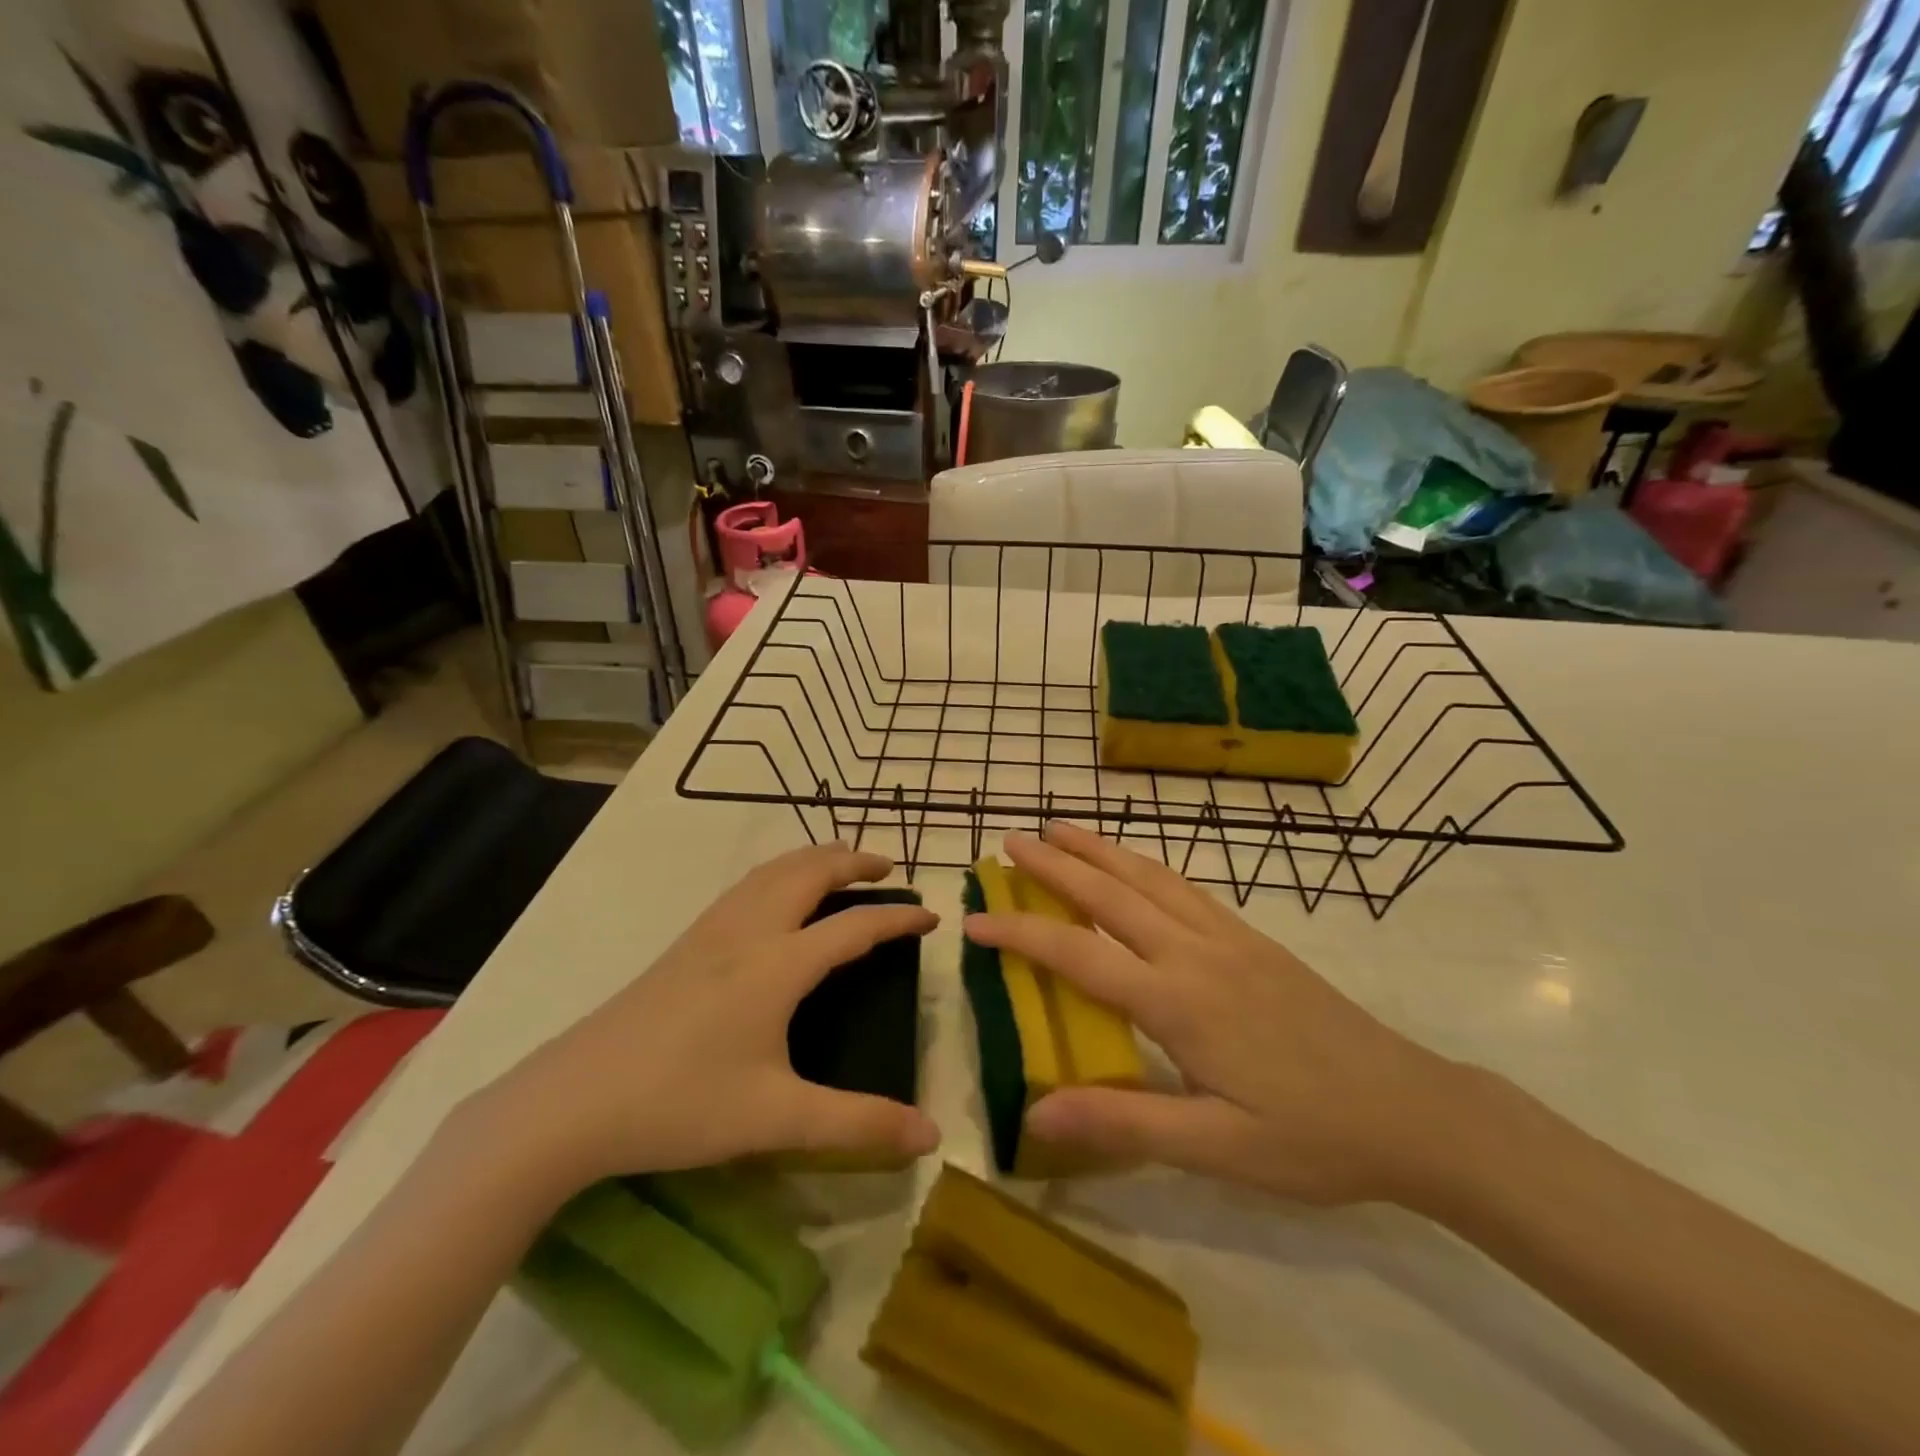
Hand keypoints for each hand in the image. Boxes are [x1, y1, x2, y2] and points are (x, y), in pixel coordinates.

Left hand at [478, 844, 940, 1190]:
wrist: (572, 1102)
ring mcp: (710, 932)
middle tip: (887, 868)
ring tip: (839, 865)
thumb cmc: (681, 1104)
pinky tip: (774, 896)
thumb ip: (858, 1124)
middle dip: (853, 862)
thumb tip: (930, 1137)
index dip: (897, 919)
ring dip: (813, 858)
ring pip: (771, 871)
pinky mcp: (684, 944)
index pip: (854, 927)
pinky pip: (745, 886)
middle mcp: (749, 932)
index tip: (932, 916)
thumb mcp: (777, 1118)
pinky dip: (778, 872)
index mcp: (779, 965)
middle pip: (809, 872)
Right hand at [963, 822, 1457, 1205]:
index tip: (974, 920)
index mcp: (1178, 1001)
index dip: (1020, 934)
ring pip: (1150, 878)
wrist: (1413, 1110)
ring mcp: (1228, 938)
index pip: (1078, 954)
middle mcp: (1196, 953)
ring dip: (1100, 849)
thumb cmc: (1310, 1137)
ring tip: (1061, 828)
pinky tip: (1134, 864)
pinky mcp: (1252, 938)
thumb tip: (1035, 1110)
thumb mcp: (1216, 1149)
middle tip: (1010, 840)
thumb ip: (1124, 1121)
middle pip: (1111, 894)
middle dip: (1055, 864)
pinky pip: (1185, 887)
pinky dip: (1145, 865)